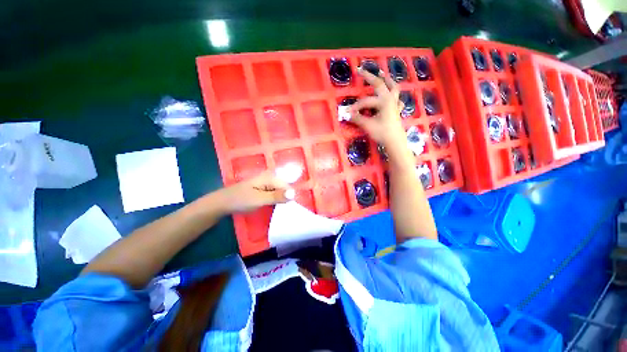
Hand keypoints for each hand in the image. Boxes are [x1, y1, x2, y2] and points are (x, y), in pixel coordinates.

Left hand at [220, 171, 294, 212]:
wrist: (223, 203)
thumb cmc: (240, 200)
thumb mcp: (259, 199)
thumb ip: (277, 196)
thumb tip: (294, 194)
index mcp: (270, 177)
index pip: (288, 187)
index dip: (289, 197)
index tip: (287, 209)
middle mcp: (270, 178)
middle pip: (284, 188)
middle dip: (285, 199)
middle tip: (282, 210)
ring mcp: (267, 183)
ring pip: (280, 192)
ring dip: (280, 201)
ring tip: (278, 209)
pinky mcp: (264, 189)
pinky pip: (275, 194)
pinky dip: (275, 201)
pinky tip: (273, 207)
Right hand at [349, 68, 407, 150]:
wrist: (395, 142)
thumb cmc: (382, 133)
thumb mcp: (368, 125)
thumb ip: (357, 118)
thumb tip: (347, 114)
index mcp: (383, 101)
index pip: (366, 101)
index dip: (356, 105)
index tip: (348, 112)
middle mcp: (390, 99)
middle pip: (380, 84)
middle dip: (369, 76)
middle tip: (361, 70)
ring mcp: (395, 104)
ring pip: (393, 88)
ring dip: (387, 80)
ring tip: (382, 74)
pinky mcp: (397, 111)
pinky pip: (397, 99)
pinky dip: (394, 95)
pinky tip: (392, 96)